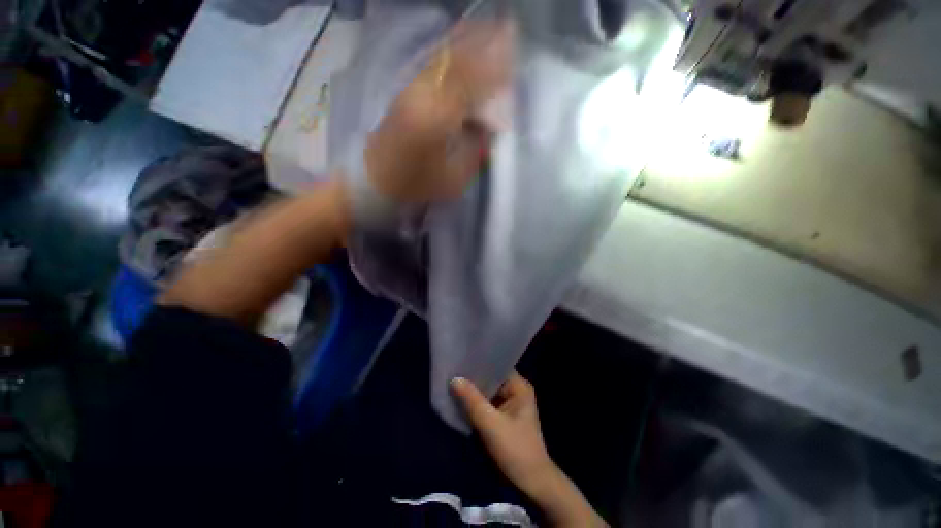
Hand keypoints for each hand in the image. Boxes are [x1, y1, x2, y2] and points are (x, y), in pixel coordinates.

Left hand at [364, 20, 512, 202]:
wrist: (374, 181)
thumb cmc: (416, 185)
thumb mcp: (453, 180)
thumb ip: (473, 150)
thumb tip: (486, 127)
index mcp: (437, 119)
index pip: (471, 84)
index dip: (495, 68)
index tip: (516, 57)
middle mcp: (423, 95)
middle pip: (458, 61)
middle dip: (485, 44)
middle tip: (509, 30)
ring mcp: (411, 90)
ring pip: (443, 57)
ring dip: (468, 42)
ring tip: (490, 29)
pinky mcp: (405, 92)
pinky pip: (432, 63)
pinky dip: (450, 50)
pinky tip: (461, 44)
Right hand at [450, 373, 553, 494]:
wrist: (532, 483)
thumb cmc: (515, 449)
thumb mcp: (491, 424)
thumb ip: (472, 400)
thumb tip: (454, 378)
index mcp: (519, 386)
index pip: (497, 366)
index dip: (479, 363)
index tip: (461, 359)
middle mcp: (516, 391)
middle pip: (491, 379)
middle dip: (474, 378)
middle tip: (453, 371)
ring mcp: (511, 404)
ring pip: (488, 392)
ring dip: (474, 391)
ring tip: (453, 382)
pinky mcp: (505, 417)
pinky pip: (488, 404)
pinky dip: (477, 403)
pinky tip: (462, 400)